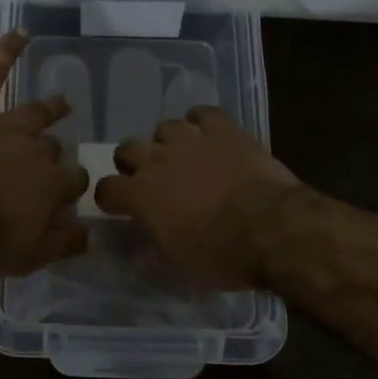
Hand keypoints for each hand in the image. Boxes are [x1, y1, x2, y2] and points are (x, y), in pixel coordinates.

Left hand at [0, 30, 89, 277]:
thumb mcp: (26, 257)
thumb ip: (62, 244)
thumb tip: (91, 233)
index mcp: (50, 186)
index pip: (74, 182)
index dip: (71, 189)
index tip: (67, 196)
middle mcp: (34, 151)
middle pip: (53, 150)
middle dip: (55, 156)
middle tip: (51, 161)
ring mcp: (2, 125)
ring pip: (35, 112)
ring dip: (51, 107)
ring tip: (63, 102)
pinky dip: (6, 51)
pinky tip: (21, 33)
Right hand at [94, 106, 301, 287]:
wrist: (271, 228)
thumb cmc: (221, 254)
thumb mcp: (179, 265)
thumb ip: (153, 252)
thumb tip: (139, 254)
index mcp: (141, 195)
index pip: (106, 188)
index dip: (111, 198)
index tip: (120, 207)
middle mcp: (158, 161)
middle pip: (127, 148)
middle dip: (132, 162)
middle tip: (148, 178)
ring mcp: (191, 141)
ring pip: (164, 127)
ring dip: (167, 142)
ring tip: (181, 155)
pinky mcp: (224, 131)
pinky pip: (203, 113)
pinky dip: (201, 121)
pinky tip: (207, 133)